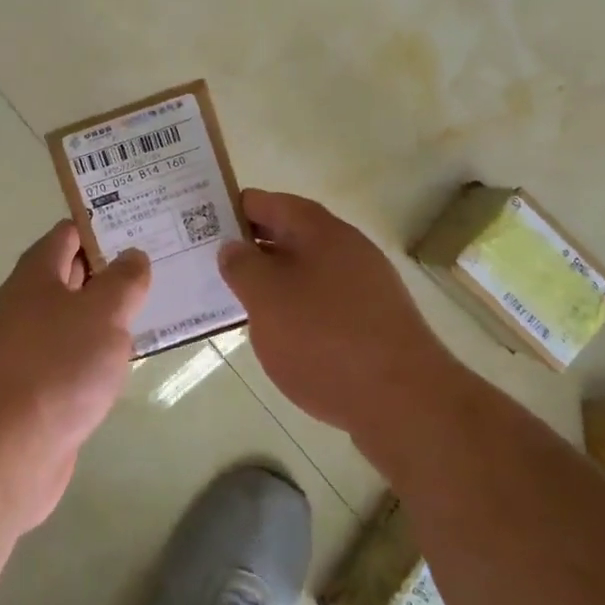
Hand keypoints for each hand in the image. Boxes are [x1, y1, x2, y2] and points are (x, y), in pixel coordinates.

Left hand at [0, 220, 150, 528]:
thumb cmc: (53, 367)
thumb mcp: (101, 313)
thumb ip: (123, 282)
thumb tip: (133, 255)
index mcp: (36, 275)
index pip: (69, 234)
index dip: (105, 228)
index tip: (145, 229)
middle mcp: (27, 307)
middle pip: (73, 278)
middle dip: (113, 273)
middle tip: (164, 269)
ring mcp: (28, 353)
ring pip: (75, 324)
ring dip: (109, 320)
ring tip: (158, 313)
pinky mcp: (35, 395)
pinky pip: (74, 364)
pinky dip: (98, 360)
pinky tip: (127, 367)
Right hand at [218, 190, 448, 438]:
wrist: (405, 402)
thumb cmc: (325, 339)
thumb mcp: (267, 299)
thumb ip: (242, 266)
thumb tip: (232, 246)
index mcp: (320, 230)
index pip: (268, 203)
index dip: (233, 209)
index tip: (200, 224)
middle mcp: (347, 248)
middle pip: (289, 234)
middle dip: (250, 247)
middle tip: (209, 263)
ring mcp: (365, 286)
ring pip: (306, 270)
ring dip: (273, 280)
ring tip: (237, 300)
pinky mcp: (373, 322)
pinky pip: (323, 301)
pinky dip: (296, 308)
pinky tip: (279, 334)